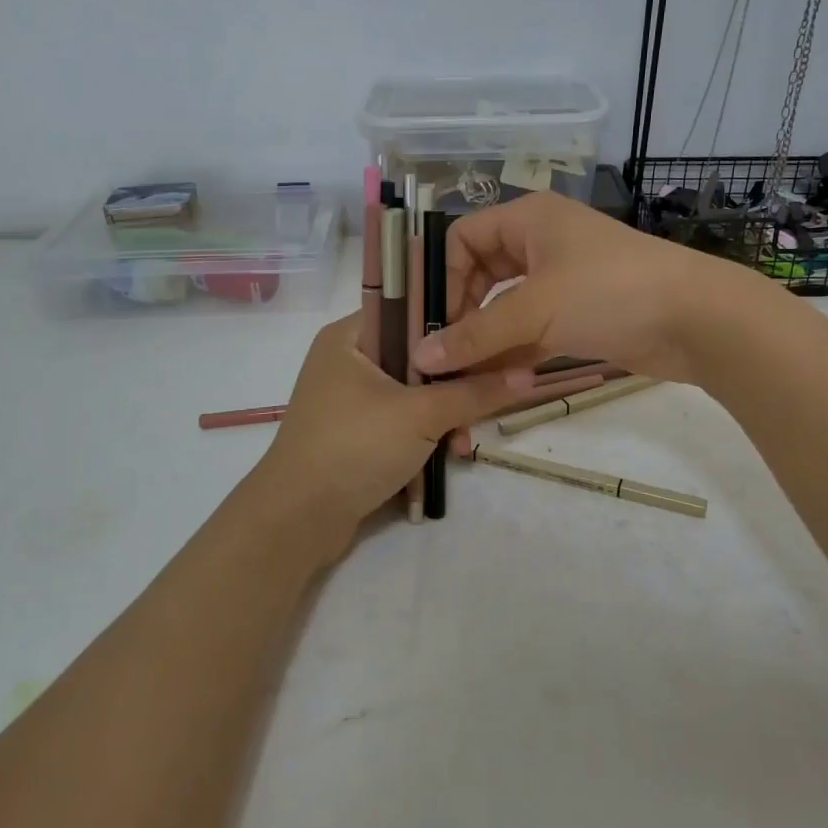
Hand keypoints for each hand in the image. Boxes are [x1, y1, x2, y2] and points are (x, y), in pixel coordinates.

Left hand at [259, 314, 526, 553]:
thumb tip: (530, 374)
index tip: (494, 337)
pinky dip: (424, 436)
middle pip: (419, 355)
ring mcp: (351, 398)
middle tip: (485, 401)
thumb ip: (476, 392)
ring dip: (444, 416)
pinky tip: (447, 457)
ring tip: (462, 444)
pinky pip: (402, 420)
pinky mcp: (357, 431)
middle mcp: (348, 359)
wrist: (297, 520)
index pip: (411, 307)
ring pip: (414, 392)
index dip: (455, 319)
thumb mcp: (421, 415)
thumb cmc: (354, 447)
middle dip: (455, 384)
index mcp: (351, 335)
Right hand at [411, 192, 732, 384]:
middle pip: (481, 275)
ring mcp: (562, 280)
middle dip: (462, 314)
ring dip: (487, 340)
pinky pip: (532, 330)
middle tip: (444, 356)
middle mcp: (540, 243)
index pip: (462, 238)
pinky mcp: (579, 314)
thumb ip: (475, 335)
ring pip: (507, 307)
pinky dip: (515, 352)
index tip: (434, 323)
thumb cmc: (609, 292)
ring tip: (464, 378)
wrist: (696, 319)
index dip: (442, 278)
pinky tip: (499, 383)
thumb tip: (419, 359)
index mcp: (528, 220)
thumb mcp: (535, 310)